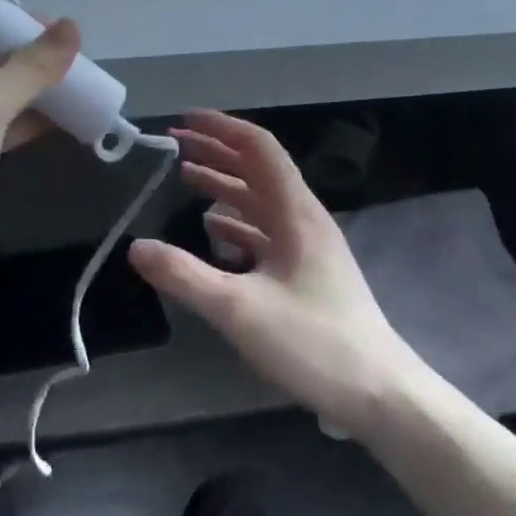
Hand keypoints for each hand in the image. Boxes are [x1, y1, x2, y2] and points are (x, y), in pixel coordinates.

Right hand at [128, 111, 415, 435]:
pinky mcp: (307, 272)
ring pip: (260, 200)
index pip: (259, 148)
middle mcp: (303, 219)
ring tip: (186, 177)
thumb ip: (184, 276)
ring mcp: (308, 246)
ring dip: (224, 185)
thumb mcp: (239, 310)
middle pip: (257, 169)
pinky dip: (236, 221)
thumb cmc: (313, 343)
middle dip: (216, 151)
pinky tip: (214, 230)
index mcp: (295, 212)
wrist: (380, 394)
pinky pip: (266, 231)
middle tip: (174, 145)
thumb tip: (135, 247)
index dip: (221, 128)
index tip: (184, 121)